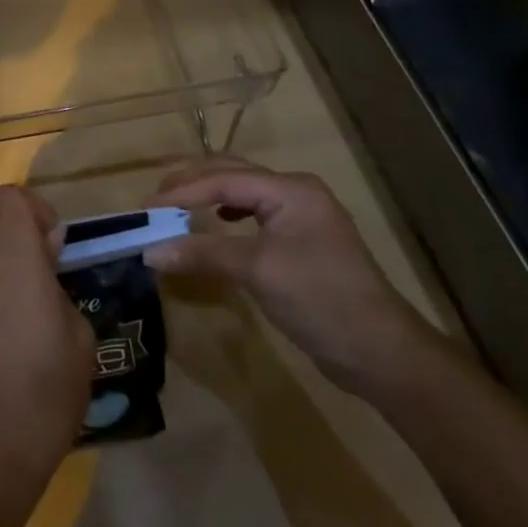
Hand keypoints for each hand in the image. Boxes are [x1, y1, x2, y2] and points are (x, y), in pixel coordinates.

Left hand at [0, 186, 95, 500]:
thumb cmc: (47, 395)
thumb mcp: (80, 337)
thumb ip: (60, 283)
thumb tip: (45, 253)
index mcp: (18, 263)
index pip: (12, 197)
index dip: (37, 210)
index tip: (54, 244)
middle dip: (15, 210)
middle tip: (34, 247)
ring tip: (3, 251)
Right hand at [143, 158, 434, 394]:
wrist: (381, 353)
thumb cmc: (320, 300)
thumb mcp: (257, 272)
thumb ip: (202, 254)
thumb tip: (149, 252)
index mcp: (290, 190)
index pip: (224, 180)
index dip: (182, 192)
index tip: (145, 208)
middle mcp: (296, 192)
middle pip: (232, 174)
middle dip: (191, 183)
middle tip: (154, 200)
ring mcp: (301, 216)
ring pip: (242, 191)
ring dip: (207, 195)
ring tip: (175, 206)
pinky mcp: (301, 240)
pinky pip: (253, 212)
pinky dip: (226, 212)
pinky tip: (216, 222)